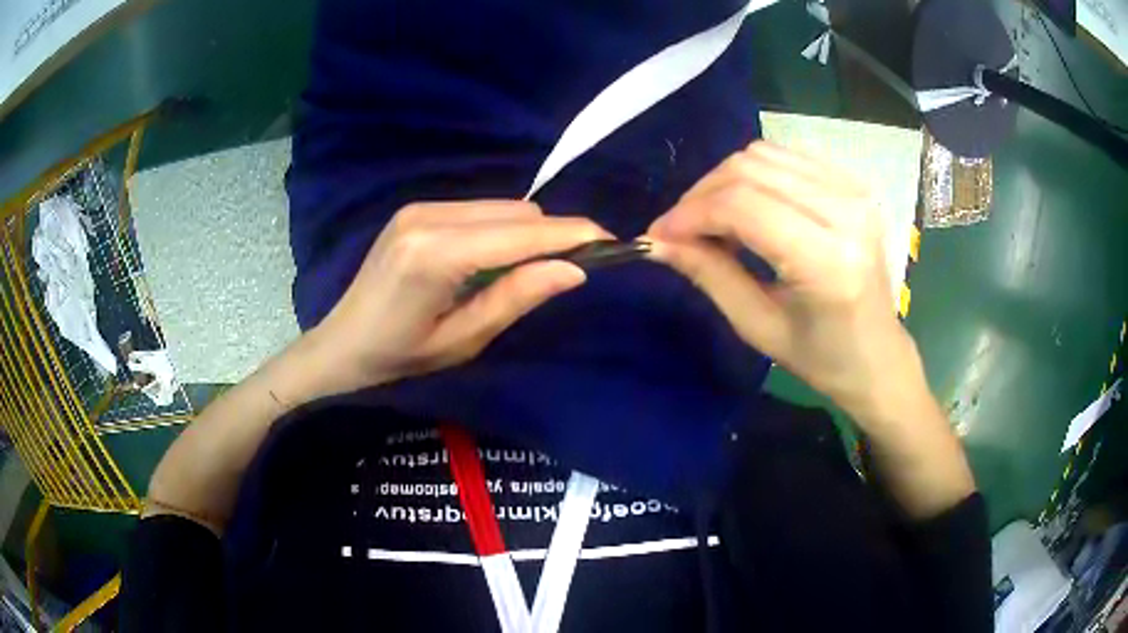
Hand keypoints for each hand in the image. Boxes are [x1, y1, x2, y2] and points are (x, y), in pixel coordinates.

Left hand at [306, 201, 608, 395]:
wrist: (340, 346)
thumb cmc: (399, 358)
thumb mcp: (463, 340)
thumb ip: (517, 297)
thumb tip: (575, 269)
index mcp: (437, 254)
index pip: (522, 233)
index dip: (572, 235)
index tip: (614, 242)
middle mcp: (429, 217)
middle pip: (518, 211)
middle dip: (554, 234)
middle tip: (576, 266)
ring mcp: (419, 207)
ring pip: (501, 206)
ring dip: (527, 233)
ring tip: (530, 271)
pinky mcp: (416, 209)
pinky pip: (479, 210)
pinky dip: (500, 230)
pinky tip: (493, 261)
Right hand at [647, 142, 923, 419]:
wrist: (878, 356)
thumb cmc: (821, 358)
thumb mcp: (758, 326)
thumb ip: (709, 274)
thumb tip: (656, 242)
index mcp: (828, 260)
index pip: (742, 206)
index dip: (690, 214)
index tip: (658, 235)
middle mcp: (846, 212)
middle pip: (750, 169)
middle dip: (702, 194)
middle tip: (680, 230)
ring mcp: (854, 191)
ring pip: (764, 155)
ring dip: (724, 181)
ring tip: (712, 219)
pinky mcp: (854, 184)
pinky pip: (787, 158)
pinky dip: (754, 175)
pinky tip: (748, 206)